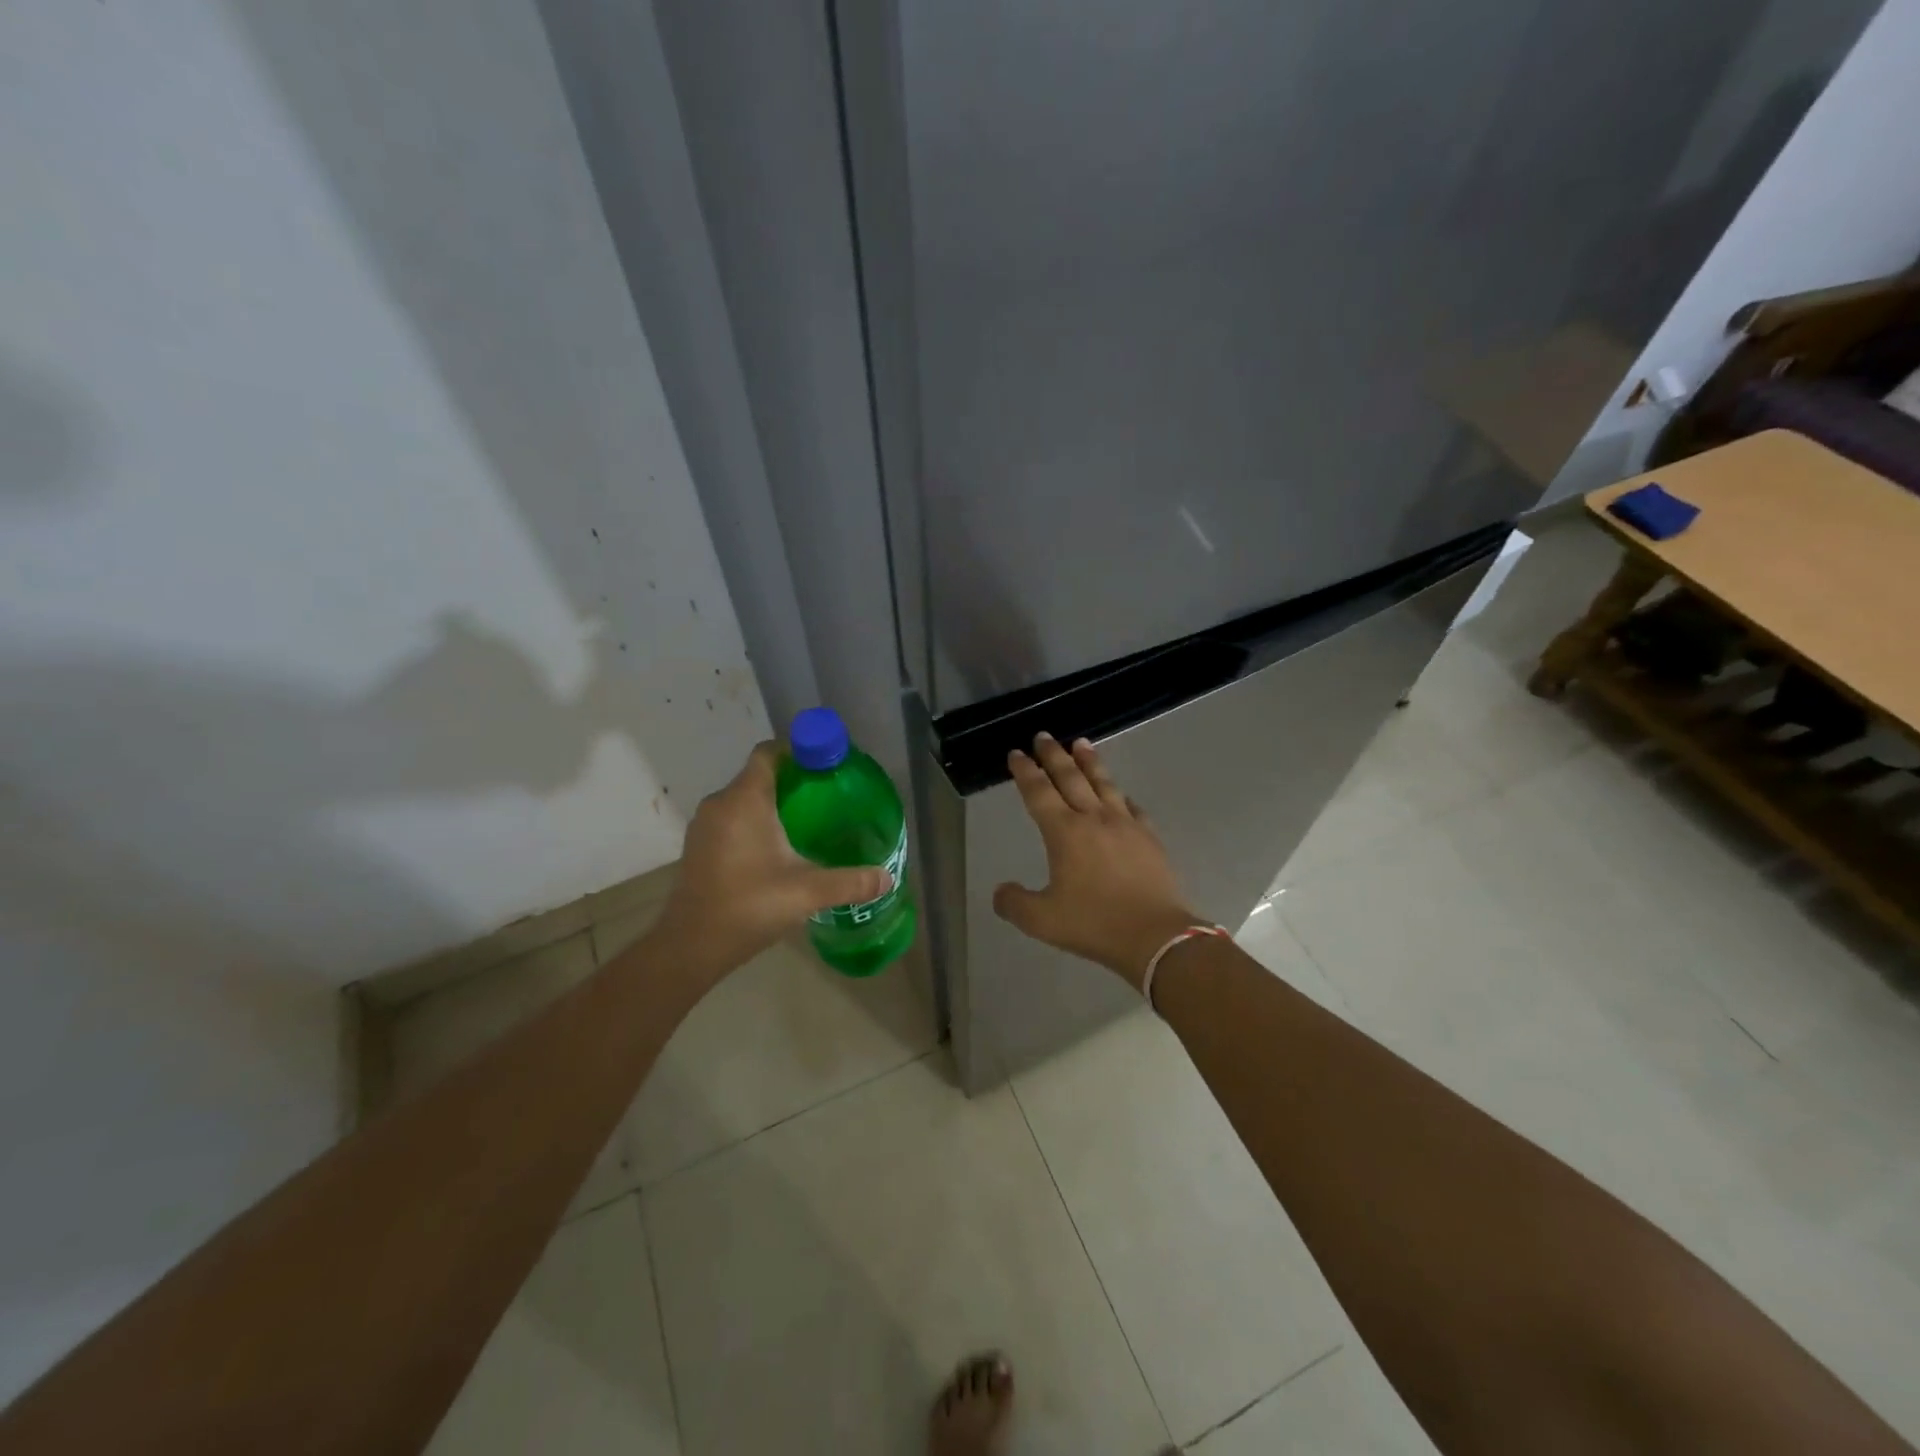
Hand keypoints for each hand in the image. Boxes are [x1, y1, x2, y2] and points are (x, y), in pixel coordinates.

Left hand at [650, 743, 892, 976]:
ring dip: (773, 804)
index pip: (769, 753)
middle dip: (793, 781)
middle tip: (828, 796)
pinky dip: (755, 823)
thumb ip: (850, 882)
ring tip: (809, 822)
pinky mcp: (699, 846)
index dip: (798, 751)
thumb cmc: (748, 907)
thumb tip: (887, 879)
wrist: (690, 947)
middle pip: (759, 776)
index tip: (826, 765)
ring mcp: (705, 826)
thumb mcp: (807, 892)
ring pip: (744, 799)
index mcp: (744, 801)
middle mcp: (721, 804)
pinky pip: (732, 819)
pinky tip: (778, 848)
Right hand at [993, 733, 1201, 988]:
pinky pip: (1131, 806)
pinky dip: (1120, 795)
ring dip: (1089, 761)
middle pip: (1070, 777)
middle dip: (1053, 755)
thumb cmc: (1094, 924)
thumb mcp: (1042, 920)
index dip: (1025, 771)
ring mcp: (1125, 825)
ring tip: (1081, 743)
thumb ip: (1014, 903)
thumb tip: (1000, 891)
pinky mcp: (1149, 837)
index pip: (1038, 792)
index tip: (1016, 753)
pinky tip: (1120, 793)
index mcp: (1064, 833)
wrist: (1155, 936)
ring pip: (1103, 783)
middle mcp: (1093, 819)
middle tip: (1043, 736)